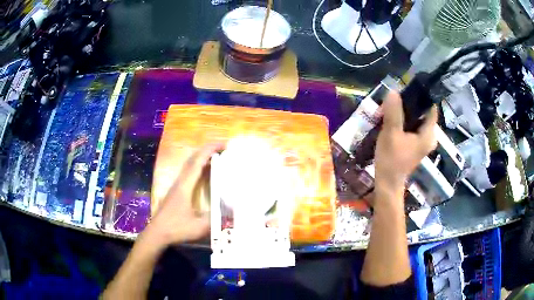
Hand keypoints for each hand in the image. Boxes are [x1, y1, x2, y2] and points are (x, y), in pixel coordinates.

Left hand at [144, 143, 224, 249]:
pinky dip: (199, 166)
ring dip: (203, 157)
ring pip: (189, 165)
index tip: (224, 144)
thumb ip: (215, 218)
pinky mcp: (176, 191)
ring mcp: (177, 185)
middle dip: (208, 150)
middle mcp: (180, 182)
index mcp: (185, 186)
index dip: (210, 150)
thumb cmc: (176, 229)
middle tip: (224, 148)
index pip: (197, 162)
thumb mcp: (199, 227)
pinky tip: (205, 172)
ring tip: (217, 157)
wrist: (157, 233)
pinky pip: (189, 172)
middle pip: (193, 159)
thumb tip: (230, 210)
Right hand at [374, 92, 437, 195]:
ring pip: (417, 120)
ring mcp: (423, 142)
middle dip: (410, 104)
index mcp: (428, 134)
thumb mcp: (391, 134)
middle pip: (423, 113)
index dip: (422, 97)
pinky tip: (393, 119)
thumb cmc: (391, 160)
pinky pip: (413, 127)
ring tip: (391, 108)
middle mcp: (429, 137)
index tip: (408, 89)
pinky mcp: (415, 145)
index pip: (431, 108)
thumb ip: (393, 112)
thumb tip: (393, 91)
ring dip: (406, 113)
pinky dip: (405, 121)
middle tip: (395, 100)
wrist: (387, 183)